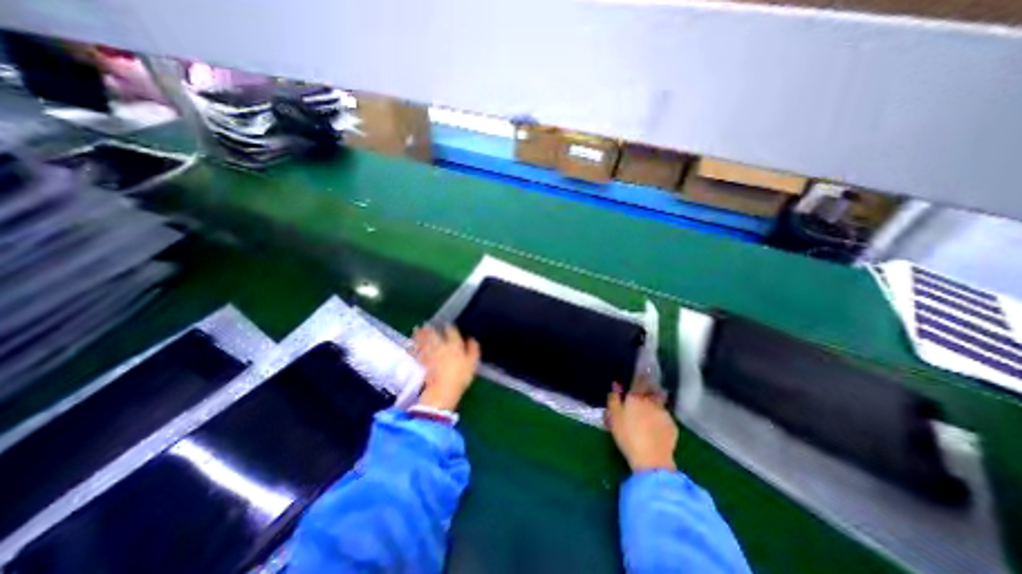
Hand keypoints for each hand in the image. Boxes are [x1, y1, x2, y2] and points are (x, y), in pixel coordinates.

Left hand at [412, 322, 481, 412]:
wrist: (442, 391)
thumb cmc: (460, 377)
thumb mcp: (472, 363)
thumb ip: (473, 349)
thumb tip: (472, 338)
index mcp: (455, 344)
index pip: (452, 331)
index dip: (449, 327)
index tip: (447, 325)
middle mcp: (440, 345)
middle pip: (435, 333)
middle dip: (431, 328)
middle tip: (427, 323)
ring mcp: (429, 353)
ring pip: (424, 340)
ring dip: (420, 334)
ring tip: (416, 329)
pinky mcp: (420, 362)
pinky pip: (415, 351)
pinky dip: (413, 347)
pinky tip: (410, 344)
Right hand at [605, 383, 676, 472]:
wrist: (651, 459)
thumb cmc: (627, 435)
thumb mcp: (614, 416)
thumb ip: (614, 398)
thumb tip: (616, 384)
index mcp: (636, 397)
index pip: (640, 381)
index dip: (641, 375)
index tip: (643, 369)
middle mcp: (652, 401)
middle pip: (652, 389)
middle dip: (650, 387)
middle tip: (647, 389)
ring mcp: (664, 413)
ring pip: (660, 403)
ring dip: (656, 402)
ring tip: (652, 409)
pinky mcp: (672, 426)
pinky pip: (665, 416)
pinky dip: (660, 417)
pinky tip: (656, 426)